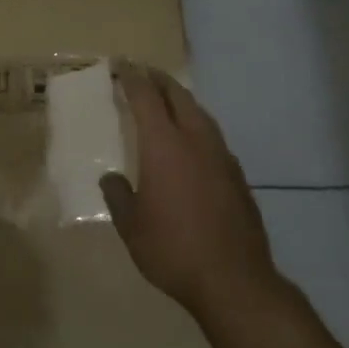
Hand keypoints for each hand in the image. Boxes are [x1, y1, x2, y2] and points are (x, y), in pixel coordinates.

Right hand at [101, 63, 348, 347]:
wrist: (234, 281)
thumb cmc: (173, 249)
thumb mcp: (131, 226)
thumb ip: (118, 196)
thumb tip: (110, 178)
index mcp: (164, 144)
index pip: (146, 97)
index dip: (132, 78)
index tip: (121, 66)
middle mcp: (195, 140)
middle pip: (178, 96)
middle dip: (159, 80)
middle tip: (144, 73)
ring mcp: (222, 157)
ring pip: (200, 115)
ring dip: (182, 101)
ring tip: (168, 101)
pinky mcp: (238, 177)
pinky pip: (213, 138)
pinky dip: (198, 128)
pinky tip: (193, 144)